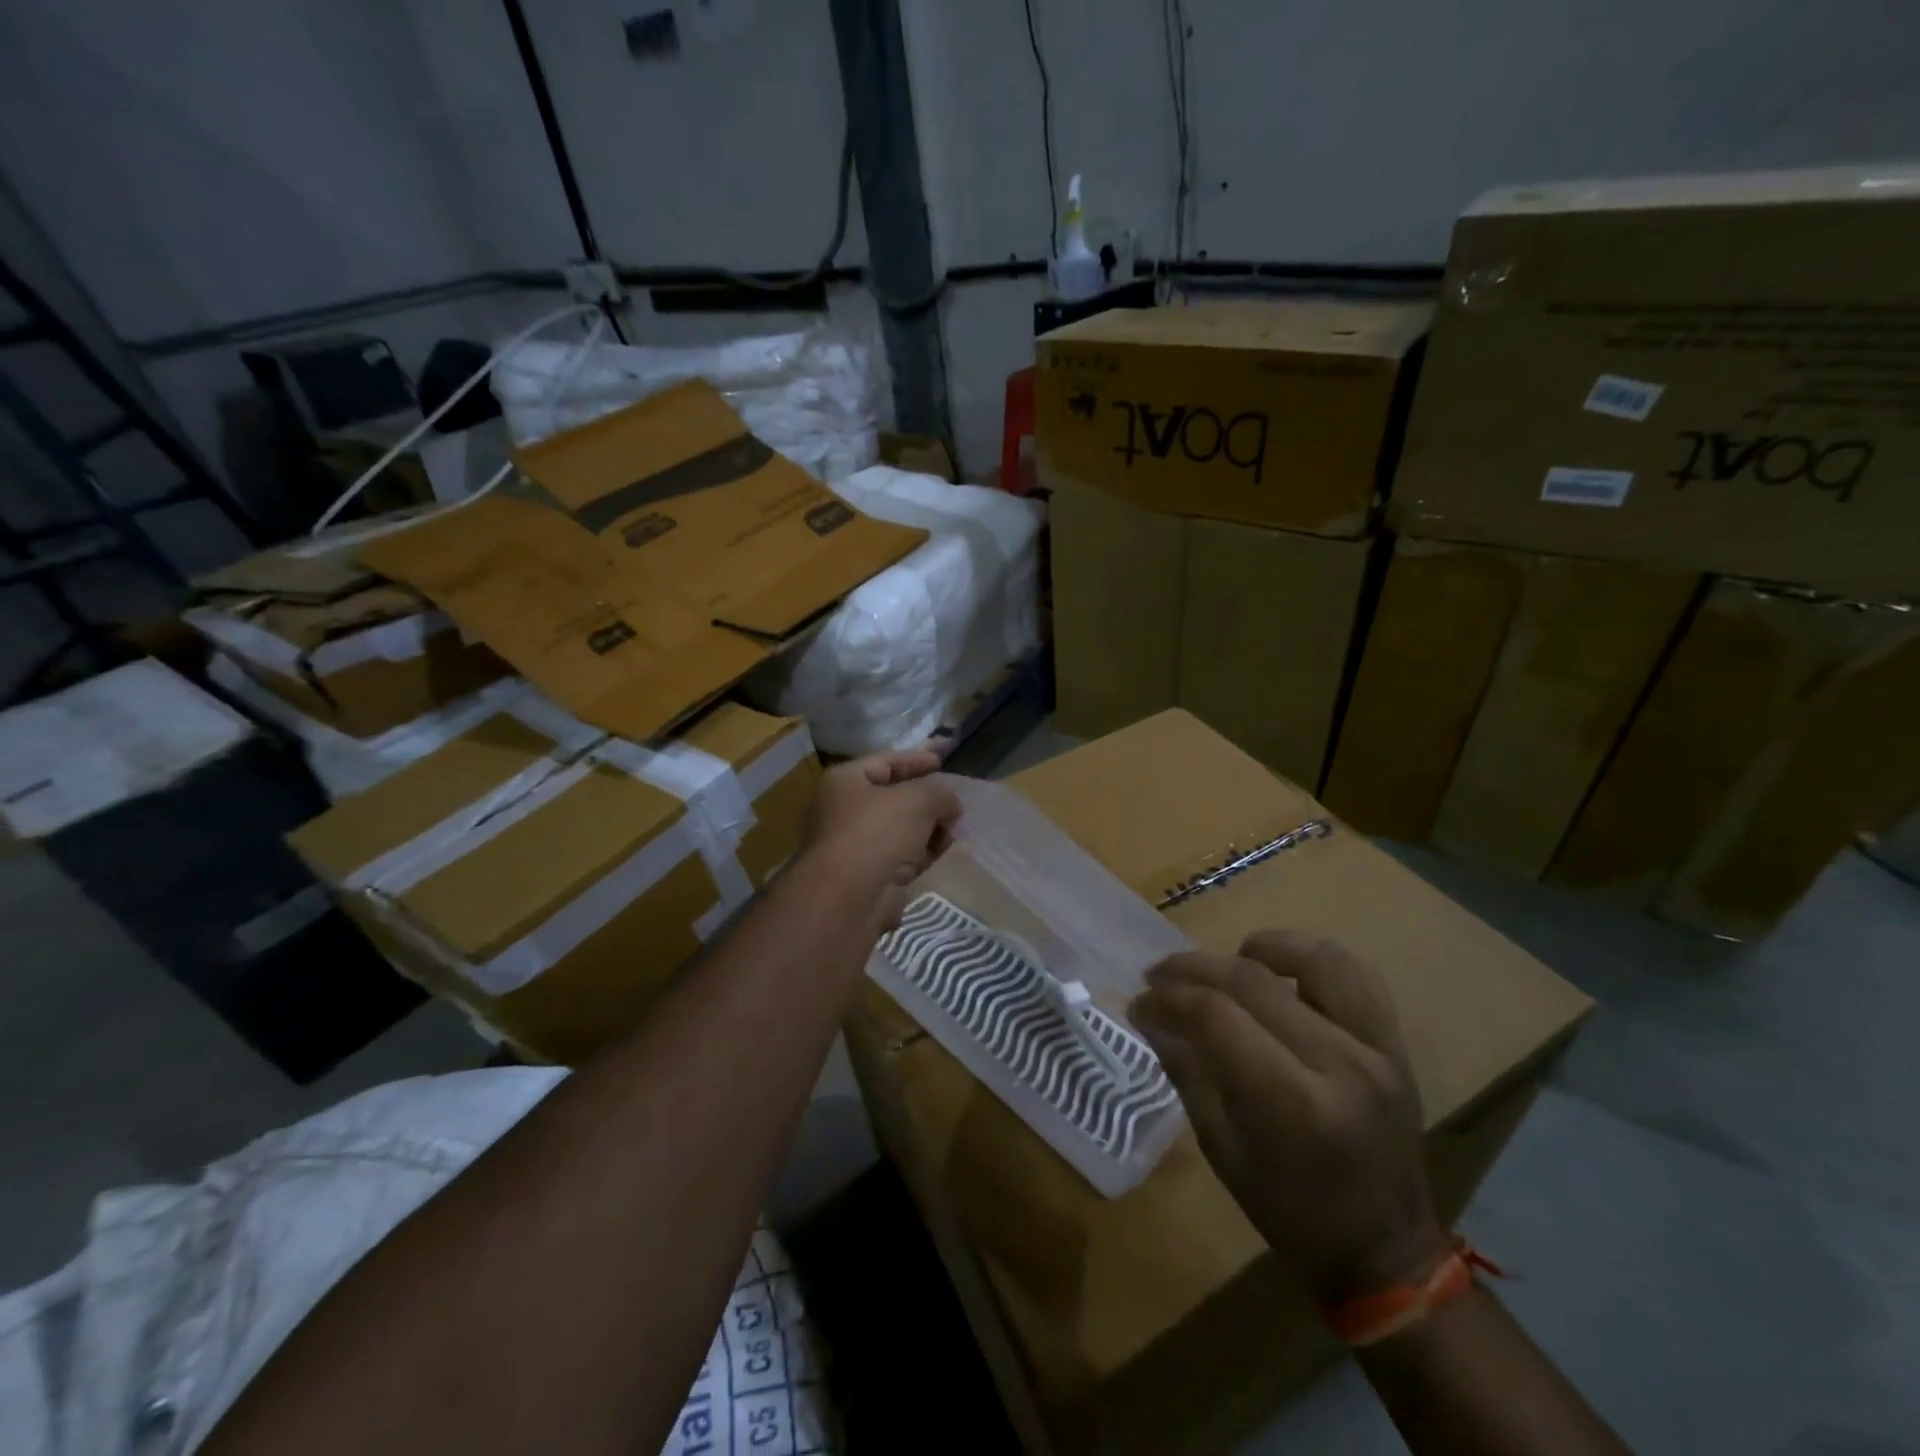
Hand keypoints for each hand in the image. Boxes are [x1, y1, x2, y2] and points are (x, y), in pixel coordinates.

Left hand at [798, 750, 961, 929]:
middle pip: (891, 799)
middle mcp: (842, 812)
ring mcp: (852, 847)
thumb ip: (940, 794)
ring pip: (897, 832)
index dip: (915, 760)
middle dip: (926, 802)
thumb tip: (951, 804)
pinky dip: (919, 856)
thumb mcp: (918, 800)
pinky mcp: (864, 878)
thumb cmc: (876, 832)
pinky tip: (942, 855)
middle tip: (954, 804)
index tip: (942, 762)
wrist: (846, 898)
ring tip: (955, 831)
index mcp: (844, 782)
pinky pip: (898, 860)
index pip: (884, 762)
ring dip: (926, 831)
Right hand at [1129, 931, 1447, 1306]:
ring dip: (1258, 948)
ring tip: (1224, 960)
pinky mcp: (1394, 1045)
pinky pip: (1356, 975)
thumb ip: (1188, 1074)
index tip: (1140, 1004)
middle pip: (1252, 982)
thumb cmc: (1294, 1215)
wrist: (1388, 1254)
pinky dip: (1311, 957)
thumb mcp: (1223, 1153)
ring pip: (1313, 961)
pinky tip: (1279, 966)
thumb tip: (1151, 1018)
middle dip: (1192, 971)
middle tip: (1158, 976)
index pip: (1216, 1018)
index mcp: (1293, 1105)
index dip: (1168, 1001)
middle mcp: (1340, 1065)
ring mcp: (1376, 1050)